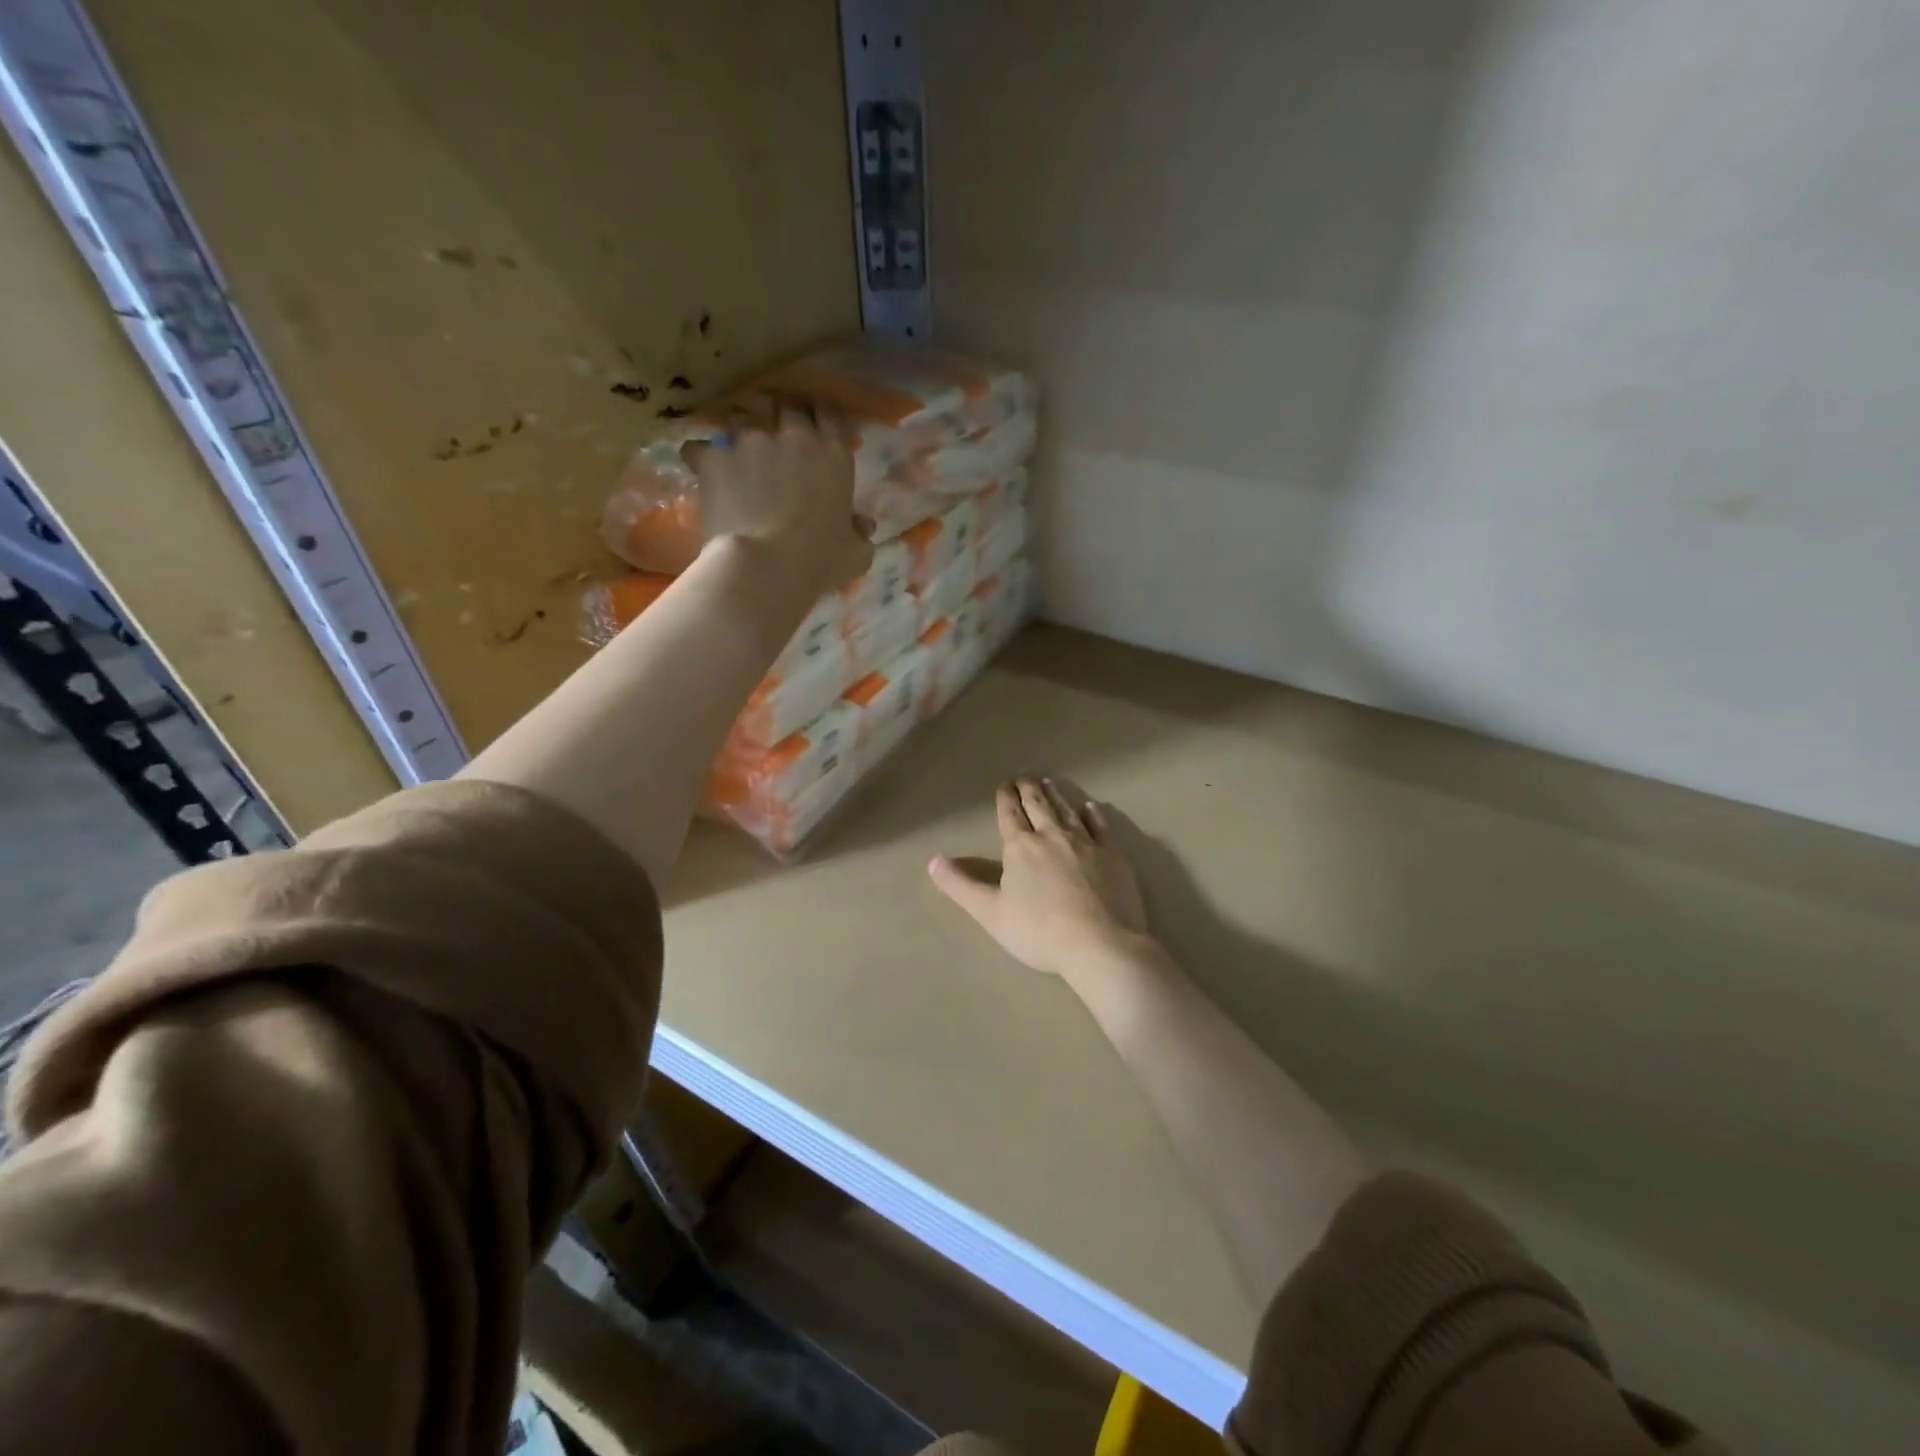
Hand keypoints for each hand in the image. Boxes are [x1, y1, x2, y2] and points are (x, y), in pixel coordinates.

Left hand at [686, 394, 872, 595]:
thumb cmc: (819, 561)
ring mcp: (751, 442)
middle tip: (773, 427)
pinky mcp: (715, 457)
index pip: (829, 415)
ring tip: (736, 443)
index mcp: (833, 456)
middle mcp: (794, 437)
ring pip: (743, 415)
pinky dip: (700, 454)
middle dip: (779, 412)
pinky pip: (700, 447)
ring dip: (741, 425)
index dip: (819, 415)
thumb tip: (862, 526)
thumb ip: (859, 534)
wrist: (766, 566)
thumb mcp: (855, 554)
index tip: (813, 422)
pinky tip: (699, 465)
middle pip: (785, 405)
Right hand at [930, 777, 1149, 977]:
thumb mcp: (990, 913)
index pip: (1010, 815)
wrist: (1100, 944)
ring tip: (1050, 783)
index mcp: (1020, 848)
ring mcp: (1085, 843)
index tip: (1004, 784)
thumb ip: (960, 886)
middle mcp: (1052, 836)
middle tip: (1025, 775)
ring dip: (1056, 795)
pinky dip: (1094, 814)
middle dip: (1029, 789)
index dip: (1006, 799)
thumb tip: (933, 861)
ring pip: (1067, 811)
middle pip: (1038, 806)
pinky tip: (1091, 807)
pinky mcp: (1113, 854)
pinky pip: (1101, 826)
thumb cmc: (1039, 932)